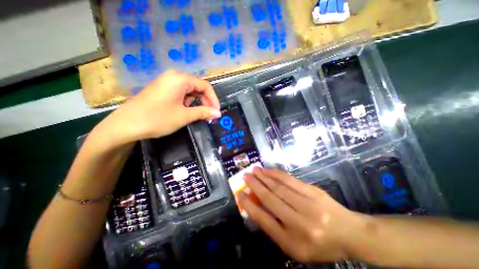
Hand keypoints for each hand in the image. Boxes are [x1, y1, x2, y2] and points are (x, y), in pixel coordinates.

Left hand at [92, 70, 221, 146]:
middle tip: (209, 115)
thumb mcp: (185, 116)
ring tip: (196, 115)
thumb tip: (218, 113)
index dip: (213, 99)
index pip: (205, 86)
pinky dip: (187, 103)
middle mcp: (174, 77)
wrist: (126, 125)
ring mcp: (167, 82)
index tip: (217, 112)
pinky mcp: (162, 89)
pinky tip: (185, 111)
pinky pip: (181, 94)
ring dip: (196, 103)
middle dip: (205, 101)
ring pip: (189, 91)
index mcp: (181, 79)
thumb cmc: (158, 118)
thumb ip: (204, 112)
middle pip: (198, 87)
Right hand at [238, 168, 365, 262]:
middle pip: (271, 199)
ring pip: (279, 187)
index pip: (264, 220)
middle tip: (245, 176)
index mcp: (292, 242)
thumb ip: (275, 227)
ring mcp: (308, 205)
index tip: (240, 194)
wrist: (350, 233)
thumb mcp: (295, 246)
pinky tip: (268, 170)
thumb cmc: (320, 244)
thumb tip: (257, 206)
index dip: (250, 206)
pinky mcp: (313, 192)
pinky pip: (290, 180)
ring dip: (264, 177)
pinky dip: (277, 174)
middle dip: (255, 186)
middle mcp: (299, 223)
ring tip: (254, 170)